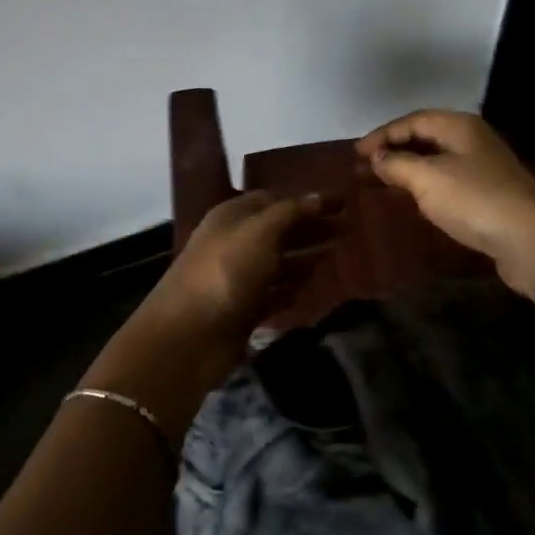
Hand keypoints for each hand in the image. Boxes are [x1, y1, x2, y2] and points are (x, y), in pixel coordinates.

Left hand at [87, 191, 334, 435]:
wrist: (187, 337)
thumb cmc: (225, 272)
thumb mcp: (260, 232)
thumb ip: (291, 212)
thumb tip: (320, 197)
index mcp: (232, 216)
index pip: (274, 199)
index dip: (306, 199)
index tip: (341, 203)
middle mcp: (234, 242)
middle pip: (278, 230)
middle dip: (310, 227)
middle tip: (348, 229)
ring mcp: (237, 278)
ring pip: (278, 262)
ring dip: (305, 258)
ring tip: (337, 255)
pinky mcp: (242, 310)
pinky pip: (273, 294)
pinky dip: (292, 289)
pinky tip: (312, 288)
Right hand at [356, 110, 534, 300]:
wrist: (531, 240)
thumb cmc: (475, 200)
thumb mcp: (427, 178)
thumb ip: (397, 164)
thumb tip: (377, 157)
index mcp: (460, 126)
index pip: (413, 120)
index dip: (382, 134)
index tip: (356, 153)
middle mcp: (472, 141)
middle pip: (426, 137)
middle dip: (394, 150)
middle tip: (364, 166)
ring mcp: (483, 168)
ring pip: (437, 160)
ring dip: (408, 168)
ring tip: (381, 181)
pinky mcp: (488, 195)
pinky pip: (447, 181)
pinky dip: (425, 186)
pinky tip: (413, 199)